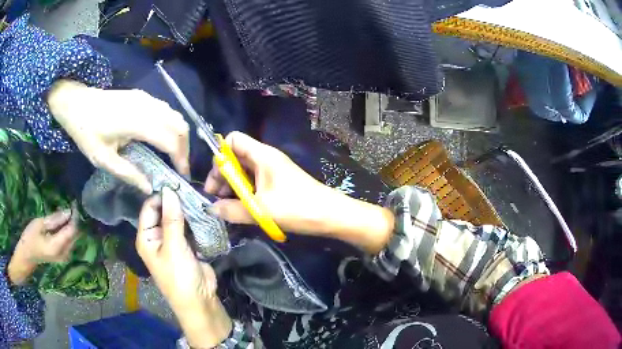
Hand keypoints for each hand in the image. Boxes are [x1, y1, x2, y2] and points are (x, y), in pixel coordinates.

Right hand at [8, 205, 78, 284]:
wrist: (27, 256)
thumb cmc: (30, 238)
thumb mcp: (39, 224)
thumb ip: (54, 219)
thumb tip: (68, 211)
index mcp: (58, 247)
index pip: (72, 231)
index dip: (74, 217)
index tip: (74, 203)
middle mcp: (64, 254)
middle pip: (74, 235)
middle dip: (73, 220)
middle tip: (70, 204)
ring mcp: (64, 256)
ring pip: (73, 238)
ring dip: (70, 224)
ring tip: (64, 210)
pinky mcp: (62, 255)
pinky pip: (68, 241)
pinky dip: (66, 230)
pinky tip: (61, 221)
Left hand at [48, 79, 189, 193]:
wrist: (77, 103)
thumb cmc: (87, 132)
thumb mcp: (103, 159)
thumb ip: (128, 173)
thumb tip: (149, 188)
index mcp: (137, 123)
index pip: (170, 140)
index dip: (180, 159)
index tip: (182, 176)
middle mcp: (147, 107)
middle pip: (179, 125)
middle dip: (184, 147)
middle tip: (179, 166)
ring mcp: (146, 98)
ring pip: (175, 115)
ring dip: (179, 135)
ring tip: (173, 154)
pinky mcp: (143, 96)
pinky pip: (166, 109)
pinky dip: (171, 124)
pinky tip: (162, 137)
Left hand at [136, 187, 230, 347]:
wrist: (199, 300)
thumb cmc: (179, 276)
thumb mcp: (174, 247)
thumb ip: (171, 218)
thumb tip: (169, 189)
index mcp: (146, 237)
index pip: (149, 208)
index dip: (160, 195)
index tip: (176, 181)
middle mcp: (157, 236)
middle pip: (163, 211)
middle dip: (175, 201)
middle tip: (190, 186)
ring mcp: (173, 240)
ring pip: (177, 218)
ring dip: (186, 209)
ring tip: (199, 194)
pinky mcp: (187, 244)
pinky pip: (188, 227)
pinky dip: (194, 219)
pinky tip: (203, 209)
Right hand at [204, 132, 393, 252]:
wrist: (331, 215)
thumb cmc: (297, 208)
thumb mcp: (261, 210)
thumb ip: (232, 210)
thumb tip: (211, 209)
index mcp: (262, 155)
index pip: (232, 140)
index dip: (219, 156)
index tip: (215, 180)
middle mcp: (265, 158)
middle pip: (235, 157)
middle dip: (221, 176)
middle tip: (216, 198)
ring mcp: (272, 171)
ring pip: (243, 171)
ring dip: (232, 187)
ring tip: (226, 206)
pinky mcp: (277, 183)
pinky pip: (253, 182)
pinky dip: (244, 193)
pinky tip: (241, 209)